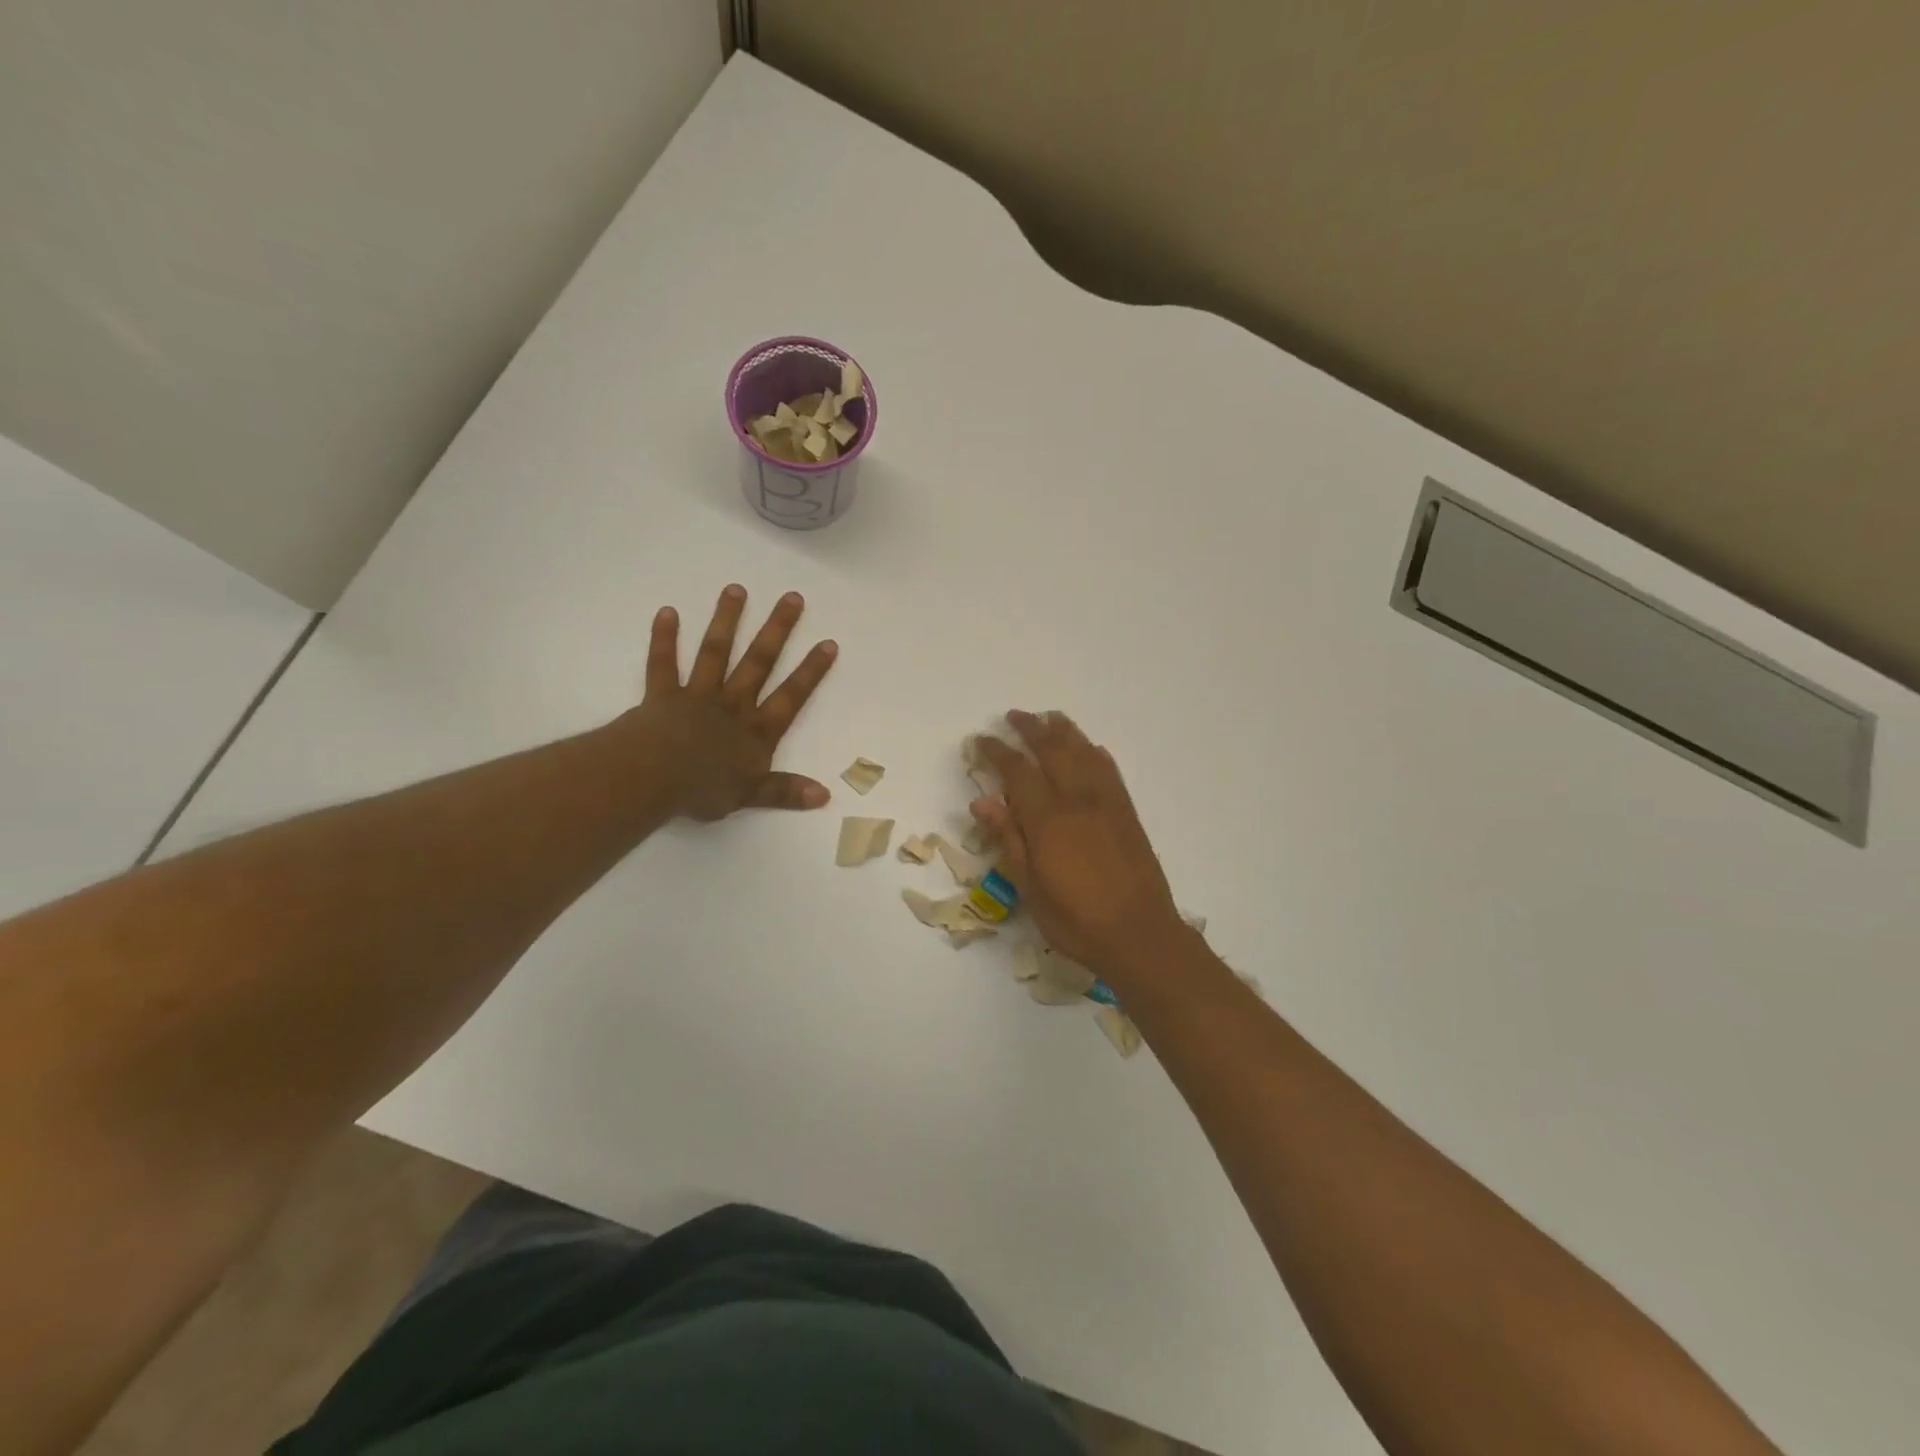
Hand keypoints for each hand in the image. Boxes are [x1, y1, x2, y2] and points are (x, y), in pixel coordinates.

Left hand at [620, 584, 837, 820]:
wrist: (653, 778)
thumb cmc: (703, 789)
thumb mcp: (751, 795)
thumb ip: (786, 791)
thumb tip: (825, 796)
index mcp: (756, 730)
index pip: (791, 696)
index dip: (811, 671)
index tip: (828, 643)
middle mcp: (732, 704)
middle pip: (758, 662)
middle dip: (777, 630)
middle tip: (792, 597)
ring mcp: (697, 695)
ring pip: (715, 652)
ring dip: (726, 621)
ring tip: (736, 589)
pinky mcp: (663, 695)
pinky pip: (663, 664)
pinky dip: (664, 639)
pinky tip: (667, 611)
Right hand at [972, 711, 1187, 978]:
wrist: (1140, 935)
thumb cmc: (1076, 920)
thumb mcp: (1031, 888)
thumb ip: (1008, 840)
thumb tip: (983, 801)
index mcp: (1048, 820)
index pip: (1017, 772)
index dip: (996, 752)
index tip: (980, 740)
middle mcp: (1078, 801)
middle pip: (1052, 751)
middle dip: (1030, 729)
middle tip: (1013, 716)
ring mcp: (1107, 804)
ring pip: (1084, 753)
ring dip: (1064, 732)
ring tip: (1050, 717)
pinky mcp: (1127, 814)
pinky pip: (1110, 772)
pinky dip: (1096, 754)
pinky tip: (1091, 749)